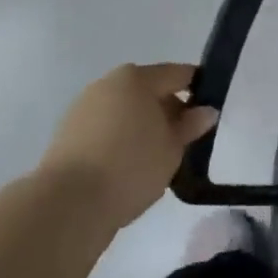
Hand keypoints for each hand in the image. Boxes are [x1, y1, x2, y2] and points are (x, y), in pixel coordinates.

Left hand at [32, 63, 217, 228]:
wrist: (68, 204)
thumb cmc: (130, 166)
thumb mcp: (172, 148)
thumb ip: (190, 126)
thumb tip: (206, 110)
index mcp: (136, 79)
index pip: (177, 74)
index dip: (198, 88)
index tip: (210, 111)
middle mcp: (107, 85)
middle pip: (149, 90)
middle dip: (169, 110)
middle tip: (186, 140)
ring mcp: (84, 108)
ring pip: (126, 111)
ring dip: (144, 126)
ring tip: (158, 157)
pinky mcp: (68, 135)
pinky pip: (107, 129)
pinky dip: (122, 139)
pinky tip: (131, 166)